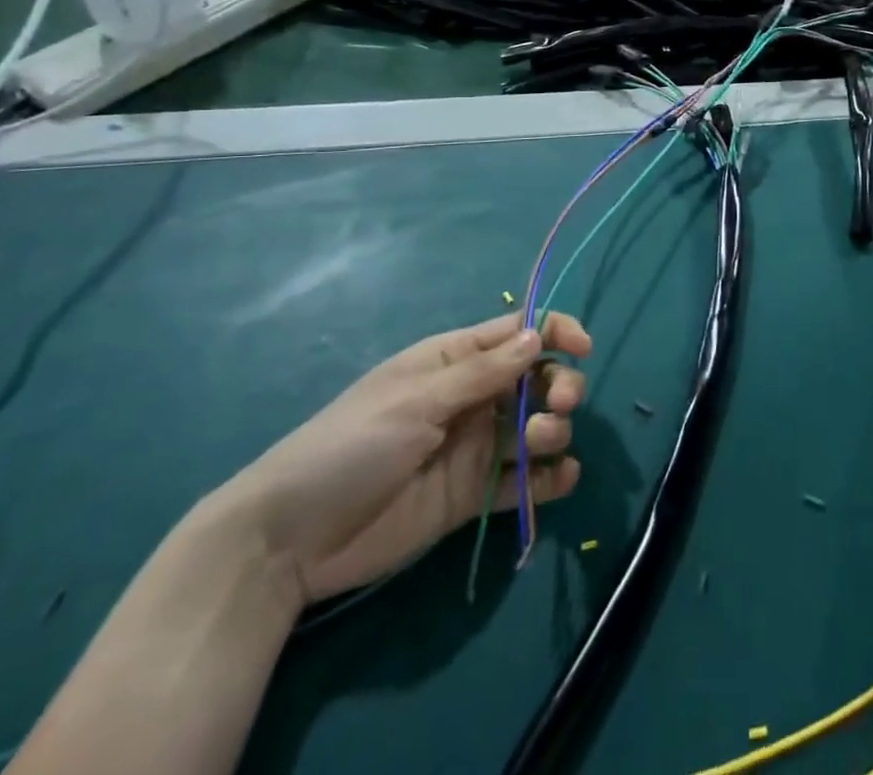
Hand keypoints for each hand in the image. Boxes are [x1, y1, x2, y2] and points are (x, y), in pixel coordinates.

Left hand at [209, 311, 590, 605]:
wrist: (291, 540)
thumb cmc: (350, 446)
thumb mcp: (416, 401)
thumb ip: (483, 373)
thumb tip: (538, 335)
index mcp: (454, 361)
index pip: (517, 333)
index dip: (554, 332)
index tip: (582, 348)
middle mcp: (472, 398)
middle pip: (536, 379)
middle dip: (559, 385)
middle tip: (560, 404)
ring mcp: (475, 447)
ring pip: (536, 426)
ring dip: (554, 429)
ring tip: (539, 444)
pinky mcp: (473, 495)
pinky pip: (523, 480)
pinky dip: (549, 478)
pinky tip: (560, 478)